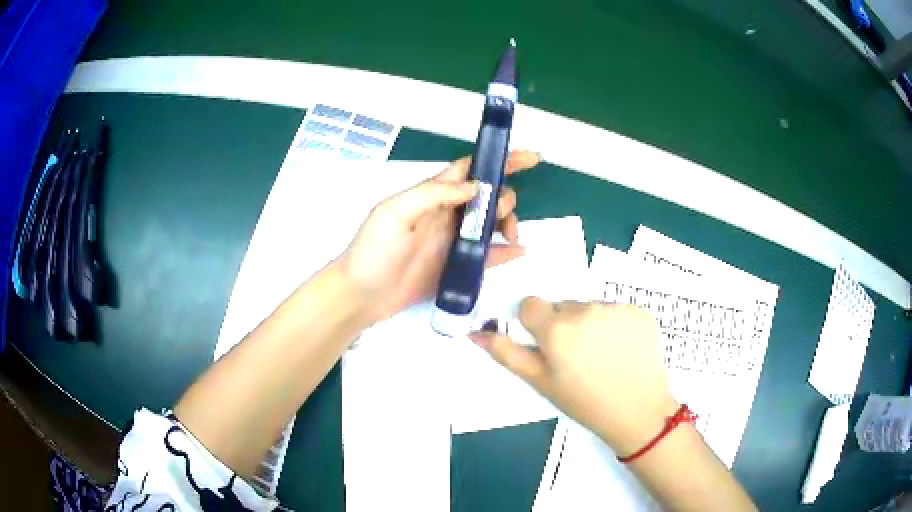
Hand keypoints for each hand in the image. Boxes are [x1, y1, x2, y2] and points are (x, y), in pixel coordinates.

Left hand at [338, 151, 540, 322]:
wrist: (361, 297)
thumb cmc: (372, 251)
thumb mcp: (395, 213)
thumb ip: (433, 195)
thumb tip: (476, 186)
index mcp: (431, 196)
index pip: (469, 169)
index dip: (498, 160)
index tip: (530, 158)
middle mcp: (446, 215)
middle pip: (486, 196)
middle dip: (504, 197)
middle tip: (501, 217)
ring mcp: (452, 242)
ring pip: (490, 223)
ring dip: (507, 223)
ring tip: (511, 236)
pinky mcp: (455, 267)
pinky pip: (487, 256)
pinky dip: (506, 251)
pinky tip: (519, 251)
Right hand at [471, 297, 678, 456]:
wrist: (639, 411)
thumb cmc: (584, 402)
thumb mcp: (540, 382)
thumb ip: (507, 353)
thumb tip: (475, 333)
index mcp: (556, 328)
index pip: (530, 305)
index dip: (534, 325)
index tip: (547, 346)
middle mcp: (585, 309)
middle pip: (562, 306)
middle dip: (563, 325)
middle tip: (576, 357)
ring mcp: (616, 308)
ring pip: (590, 307)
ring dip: (590, 324)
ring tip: (602, 355)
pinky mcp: (639, 310)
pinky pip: (616, 310)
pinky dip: (615, 325)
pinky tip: (622, 349)